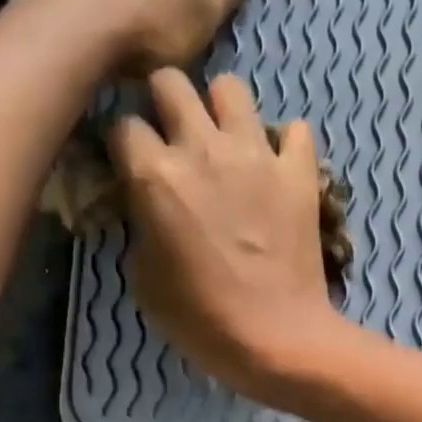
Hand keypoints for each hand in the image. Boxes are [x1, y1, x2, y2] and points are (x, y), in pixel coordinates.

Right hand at [109, 71, 352, 401]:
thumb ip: (140, 226)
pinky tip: (277, 168)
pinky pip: (294, 131)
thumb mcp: (145, 280)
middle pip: (170, 82)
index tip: (132, 166)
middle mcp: (203, 149)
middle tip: (174, 139)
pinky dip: (284, 144)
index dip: (124, 145)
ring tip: (225, 143)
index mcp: (155, 175)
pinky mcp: (299, 173)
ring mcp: (257, 155)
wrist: (278, 339)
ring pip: (231, 87)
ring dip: (221, 109)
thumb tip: (146, 207)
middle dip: (164, 103)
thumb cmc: (202, 321)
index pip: (122, 124)